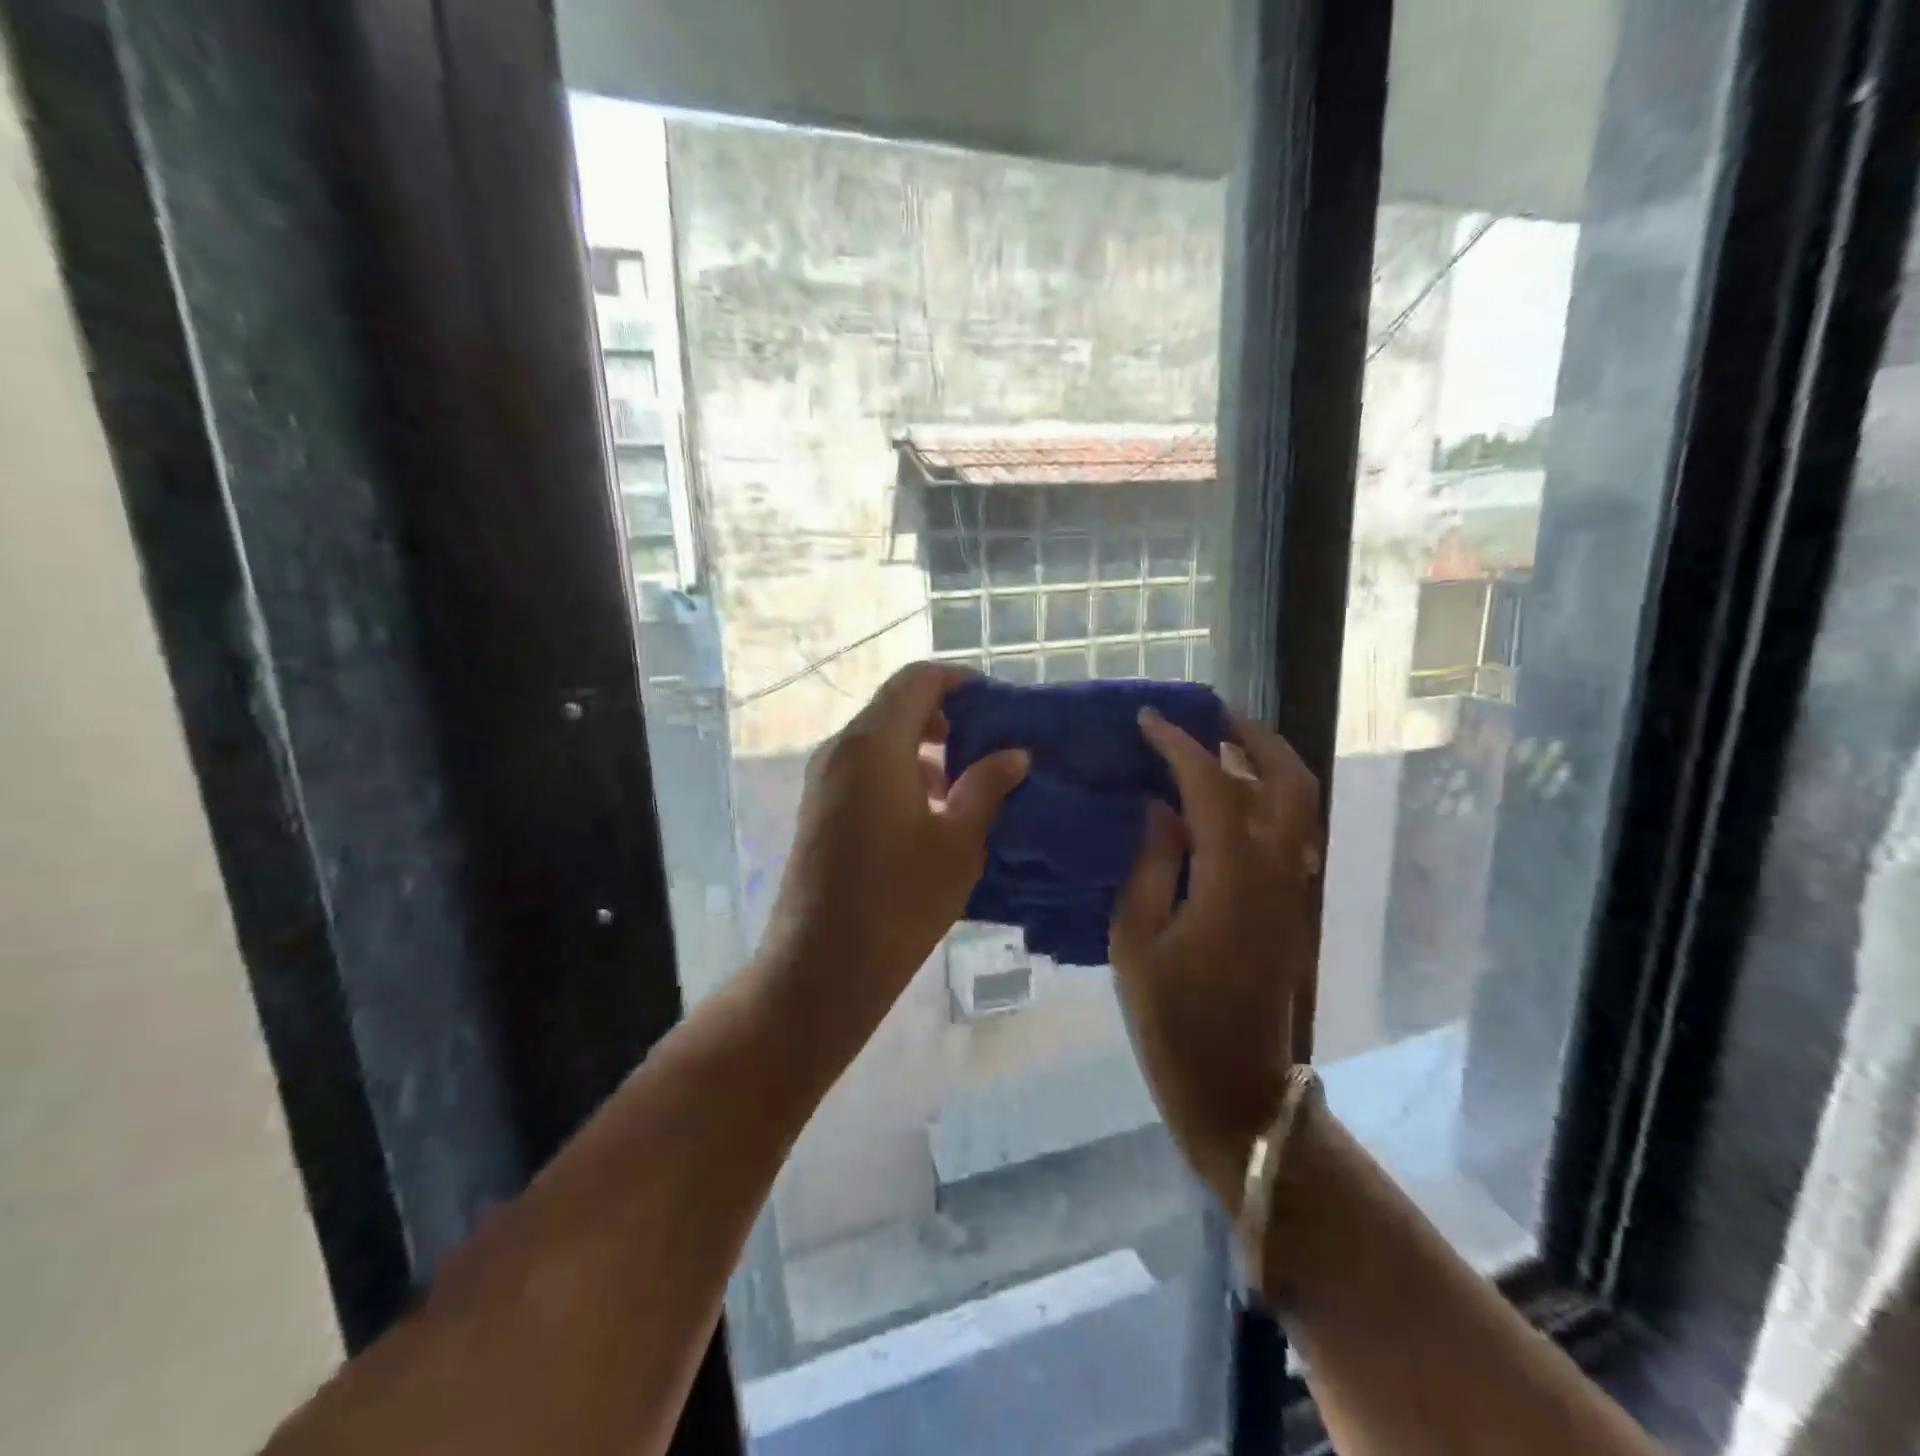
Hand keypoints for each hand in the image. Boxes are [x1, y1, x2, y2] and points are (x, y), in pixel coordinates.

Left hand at [758, 662, 1027, 1046]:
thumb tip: (1014, 754)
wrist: (822, 966)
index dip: (958, 681)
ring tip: (965, 784)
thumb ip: (986, 787)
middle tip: (987, 745)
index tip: (995, 702)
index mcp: (874, 744)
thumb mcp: (957, 842)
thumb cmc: (899, 901)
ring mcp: (823, 778)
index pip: (917, 680)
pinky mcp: (817, 807)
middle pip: (895, 706)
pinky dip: (898, 771)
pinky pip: (862, 767)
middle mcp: (841, 749)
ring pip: (879, 738)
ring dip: (922, 748)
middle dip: (944, 716)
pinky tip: (929, 812)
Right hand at [1111, 709, 1322, 1213]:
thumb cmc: (1172, 1020)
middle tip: (1211, 712)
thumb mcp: (1136, 940)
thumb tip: (1160, 807)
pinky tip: (1229, 799)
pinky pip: (1289, 831)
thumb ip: (1151, 864)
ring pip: (1298, 804)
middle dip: (1252, 736)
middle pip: (1286, 781)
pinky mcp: (1293, 907)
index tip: (1148, 720)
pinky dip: (1267, 797)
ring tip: (1222, 742)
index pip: (1211, 785)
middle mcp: (1278, 872)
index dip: (1179, 746)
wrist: (1236, 1089)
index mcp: (1232, 878)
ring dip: (1266, 763)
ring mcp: (1294, 890)